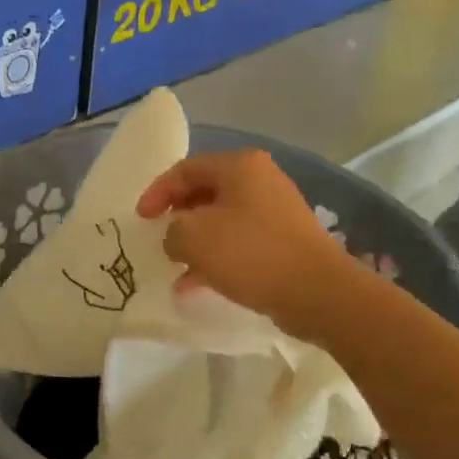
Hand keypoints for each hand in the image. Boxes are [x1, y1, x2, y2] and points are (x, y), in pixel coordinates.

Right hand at [137, 150, 354, 339]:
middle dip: (177, 216)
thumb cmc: (251, 253)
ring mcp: (276, 210)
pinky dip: (216, 257)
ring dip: (195, 241)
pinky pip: (240, 242)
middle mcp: (260, 179)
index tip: (140, 220)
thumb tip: (178, 238)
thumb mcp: (193, 238)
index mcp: (239, 166)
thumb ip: (172, 232)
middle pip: (204, 191)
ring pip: (221, 219)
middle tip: (158, 237)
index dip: (157, 192)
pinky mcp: (285, 241)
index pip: (185, 170)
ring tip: (174, 266)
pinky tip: (196, 285)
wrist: (318, 293)